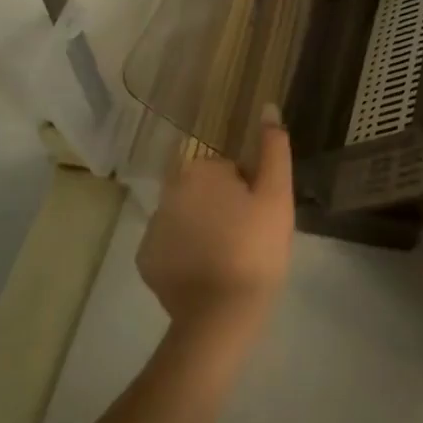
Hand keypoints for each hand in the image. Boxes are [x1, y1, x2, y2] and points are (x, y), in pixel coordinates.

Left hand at [137, 107, 295, 348]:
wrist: (222, 315)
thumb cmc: (256, 248)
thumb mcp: (277, 194)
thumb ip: (273, 147)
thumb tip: (267, 106)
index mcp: (199, 170)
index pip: (228, 169)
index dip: (248, 190)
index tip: (258, 216)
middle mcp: (168, 190)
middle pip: (204, 190)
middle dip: (222, 206)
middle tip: (247, 237)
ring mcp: (152, 226)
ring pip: (186, 216)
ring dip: (203, 228)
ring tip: (227, 258)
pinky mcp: (146, 260)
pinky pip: (171, 245)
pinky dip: (185, 254)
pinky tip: (205, 273)